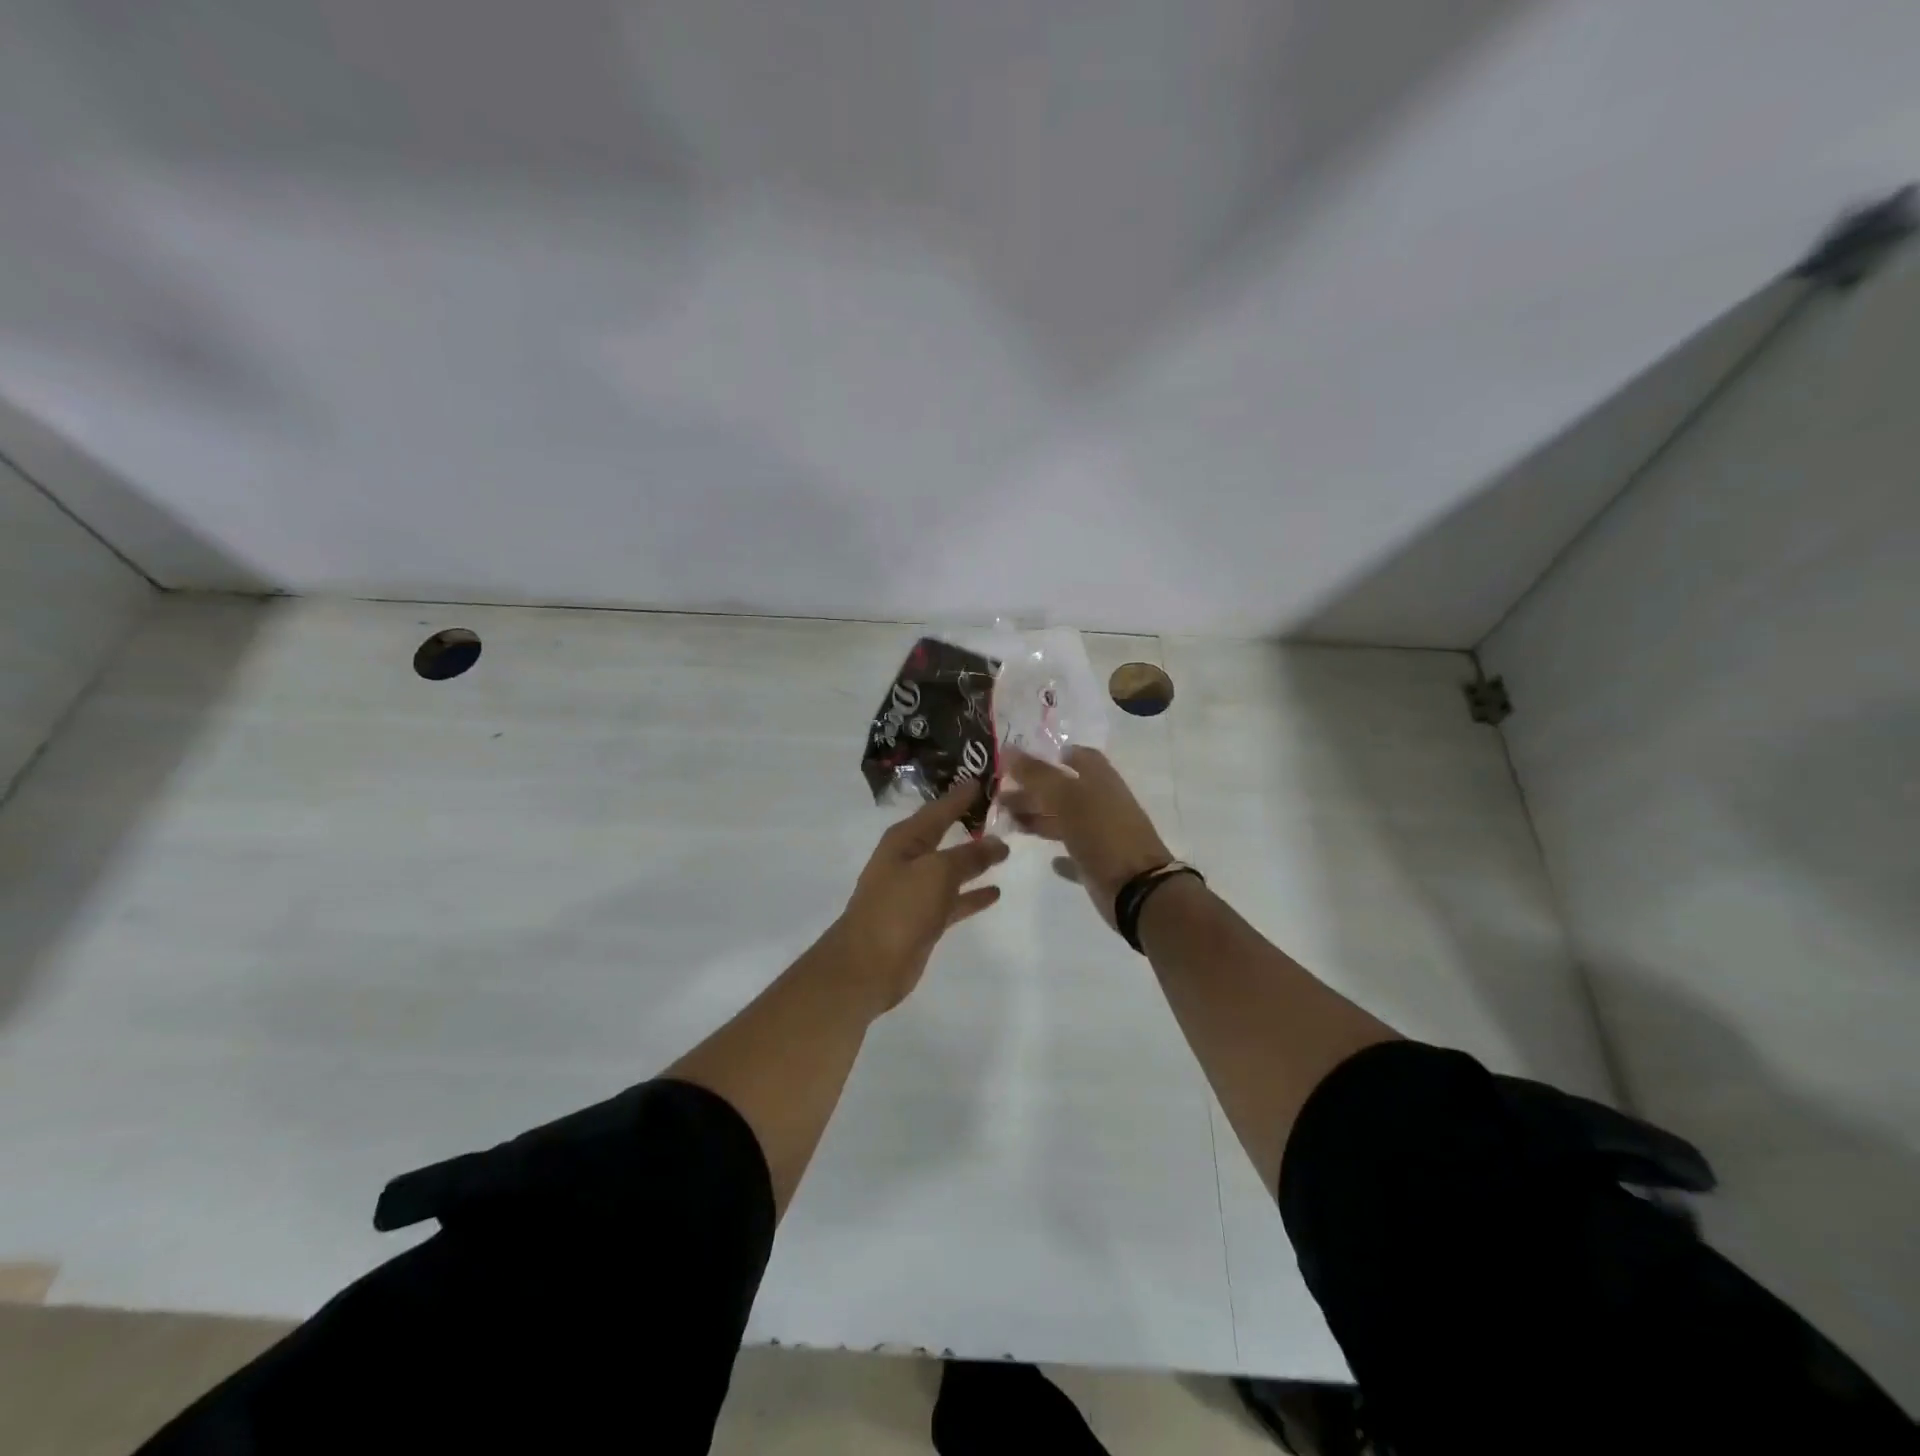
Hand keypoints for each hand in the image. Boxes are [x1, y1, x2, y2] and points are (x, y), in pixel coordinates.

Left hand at [832, 783, 1009, 1013]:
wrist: (868, 965)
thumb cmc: (899, 908)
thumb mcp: (937, 873)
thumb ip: (969, 856)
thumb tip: (998, 842)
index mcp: (905, 840)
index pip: (938, 809)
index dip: (960, 795)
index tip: (984, 778)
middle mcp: (908, 860)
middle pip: (944, 834)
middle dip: (968, 822)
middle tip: (1000, 808)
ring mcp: (915, 891)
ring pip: (951, 868)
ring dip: (975, 859)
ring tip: (1006, 848)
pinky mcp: (923, 919)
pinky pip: (954, 899)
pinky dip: (972, 894)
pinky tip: (996, 890)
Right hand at [1000, 747, 1171, 928]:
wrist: (1136, 887)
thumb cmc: (1102, 833)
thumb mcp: (1066, 798)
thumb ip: (1037, 774)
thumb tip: (1008, 749)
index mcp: (1100, 780)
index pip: (1079, 757)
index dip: (1054, 755)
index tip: (1023, 760)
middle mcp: (1101, 804)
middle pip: (1064, 790)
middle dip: (1033, 790)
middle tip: (1000, 794)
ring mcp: (1101, 834)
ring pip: (1065, 820)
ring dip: (1039, 819)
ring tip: (1008, 821)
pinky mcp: (1099, 863)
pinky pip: (1076, 854)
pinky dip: (1061, 856)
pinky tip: (1048, 860)